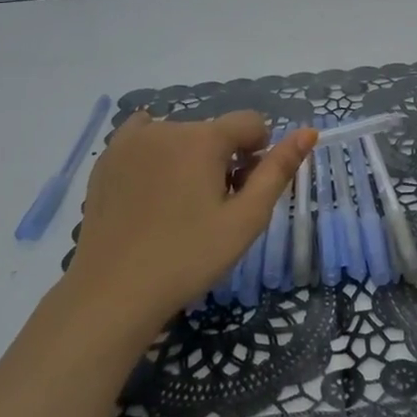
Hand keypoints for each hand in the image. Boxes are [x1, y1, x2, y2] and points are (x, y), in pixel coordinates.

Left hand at [64, 110, 314, 334]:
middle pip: (215, 132)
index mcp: (204, 138)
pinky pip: (144, 137)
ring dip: (190, 158)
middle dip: (223, 160)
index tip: (244, 192)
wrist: (113, 293)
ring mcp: (132, 139)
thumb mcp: (245, 220)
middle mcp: (168, 126)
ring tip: (179, 207)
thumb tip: (309, 131)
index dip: (258, 154)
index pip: (251, 123)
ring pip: (181, 136)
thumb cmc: (188, 258)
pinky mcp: (108, 157)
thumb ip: (278, 171)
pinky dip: (157, 153)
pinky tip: (151, 187)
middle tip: (212, 209)